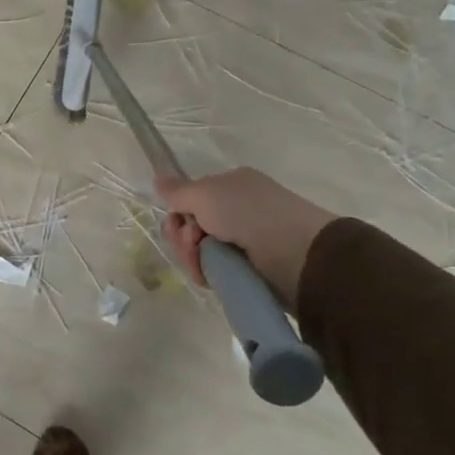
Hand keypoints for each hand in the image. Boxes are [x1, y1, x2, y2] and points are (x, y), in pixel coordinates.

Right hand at [156, 168, 336, 311]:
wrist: (297, 255)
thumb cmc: (249, 214)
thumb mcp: (206, 194)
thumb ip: (178, 191)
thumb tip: (158, 179)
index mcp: (231, 186)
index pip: (192, 198)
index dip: (178, 212)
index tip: (177, 223)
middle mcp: (238, 210)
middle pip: (192, 226)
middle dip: (183, 237)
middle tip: (192, 243)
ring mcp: (244, 241)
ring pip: (200, 250)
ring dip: (192, 256)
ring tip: (202, 263)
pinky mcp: (249, 270)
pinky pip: (215, 270)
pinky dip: (207, 273)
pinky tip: (209, 276)